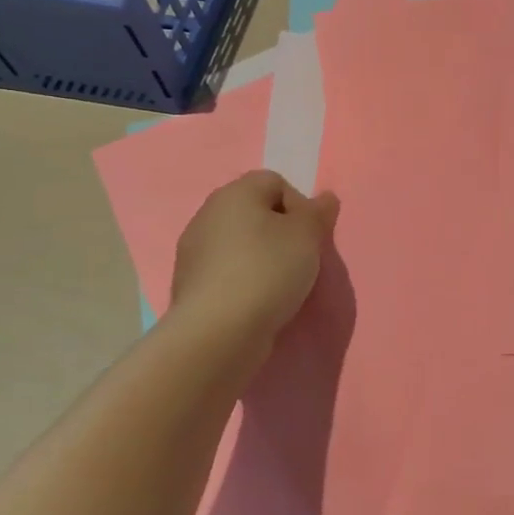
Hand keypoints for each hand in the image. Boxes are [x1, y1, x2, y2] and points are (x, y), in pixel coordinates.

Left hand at [171, 170, 339, 343]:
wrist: (218, 332)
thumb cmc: (268, 270)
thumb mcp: (308, 235)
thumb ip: (318, 212)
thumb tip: (325, 198)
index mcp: (235, 193)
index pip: (276, 182)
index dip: (299, 205)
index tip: (309, 235)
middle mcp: (208, 214)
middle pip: (256, 212)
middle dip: (281, 232)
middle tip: (300, 259)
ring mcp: (193, 251)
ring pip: (240, 243)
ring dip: (262, 257)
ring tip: (280, 285)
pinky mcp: (189, 284)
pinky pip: (226, 271)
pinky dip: (243, 280)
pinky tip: (256, 301)